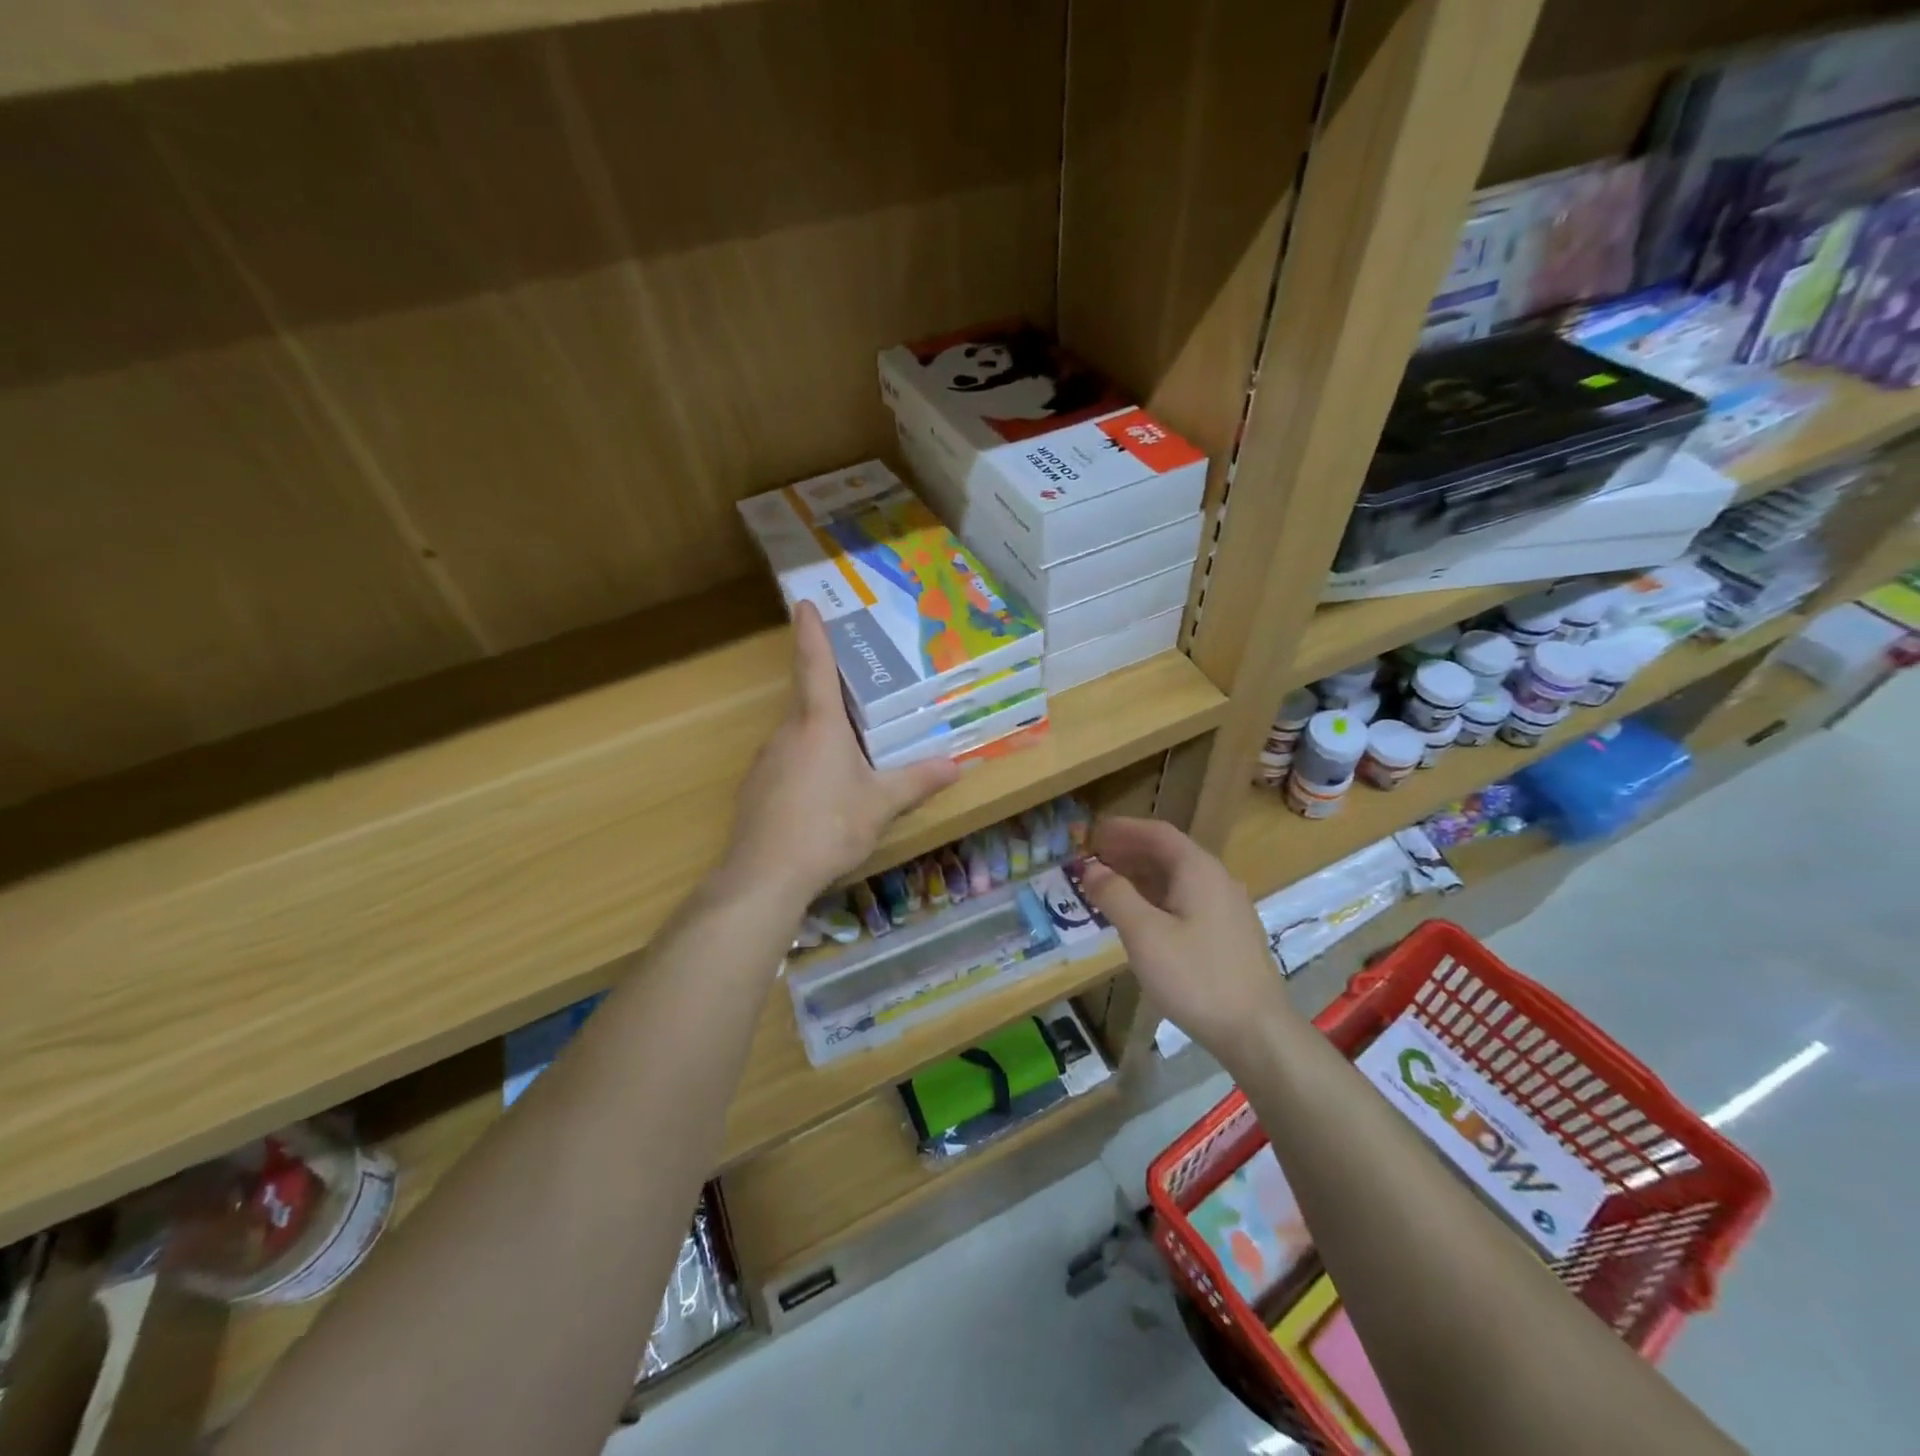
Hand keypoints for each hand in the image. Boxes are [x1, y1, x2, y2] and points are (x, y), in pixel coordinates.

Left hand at [723, 602, 959, 908]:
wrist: (764, 874)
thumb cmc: (828, 826)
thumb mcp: (880, 805)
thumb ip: (917, 781)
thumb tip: (958, 766)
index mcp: (819, 724)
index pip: (815, 666)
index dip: (812, 633)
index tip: (804, 603)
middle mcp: (788, 733)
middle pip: (809, 702)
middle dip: (832, 695)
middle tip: (862, 695)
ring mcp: (767, 761)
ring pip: (799, 736)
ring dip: (823, 736)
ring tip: (853, 756)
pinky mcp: (756, 788)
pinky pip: (788, 763)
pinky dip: (807, 765)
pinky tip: (824, 795)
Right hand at [1076, 817, 1298, 1070]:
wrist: (1256, 1031)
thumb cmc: (1196, 977)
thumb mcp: (1145, 935)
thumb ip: (1115, 895)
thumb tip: (1091, 868)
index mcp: (1198, 870)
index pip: (1157, 832)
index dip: (1123, 829)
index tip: (1092, 833)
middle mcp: (1217, 879)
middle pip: (1169, 853)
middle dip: (1129, 852)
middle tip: (1094, 860)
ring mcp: (1227, 908)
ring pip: (1177, 878)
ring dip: (1142, 876)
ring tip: (1109, 887)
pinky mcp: (1229, 934)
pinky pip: (1186, 900)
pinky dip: (1157, 897)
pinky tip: (1140, 919)